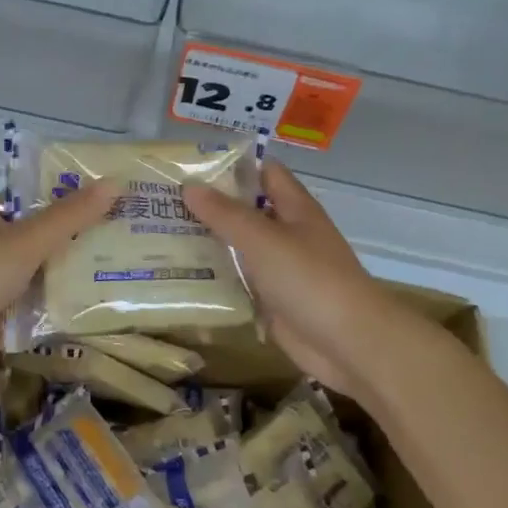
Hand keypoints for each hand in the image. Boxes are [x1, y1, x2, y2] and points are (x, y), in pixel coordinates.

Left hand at [0, 182, 118, 390]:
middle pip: (42, 246)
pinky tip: (99, 315)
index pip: (36, 207)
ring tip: (125, 278)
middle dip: (79, 248)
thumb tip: (116, 183)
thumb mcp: (27, 238)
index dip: (72, 206)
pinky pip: (36, 317)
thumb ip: (71, 216)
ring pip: (41, 283)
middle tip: (130, 245)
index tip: (113, 207)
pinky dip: (59, 317)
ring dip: (72, 284)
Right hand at [184, 162, 429, 404]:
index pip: (263, 172)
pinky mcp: (272, 302)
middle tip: (161, 203)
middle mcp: (287, 234)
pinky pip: (239, 283)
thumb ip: (226, 214)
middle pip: (246, 211)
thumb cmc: (309, 280)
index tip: (189, 165)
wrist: (348, 342)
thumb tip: (189, 185)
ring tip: (159, 236)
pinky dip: (215, 280)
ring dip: (207, 244)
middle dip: (209, 206)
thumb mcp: (263, 240)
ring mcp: (280, 270)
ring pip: (239, 249)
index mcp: (294, 209)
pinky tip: (180, 277)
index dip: (231, 165)